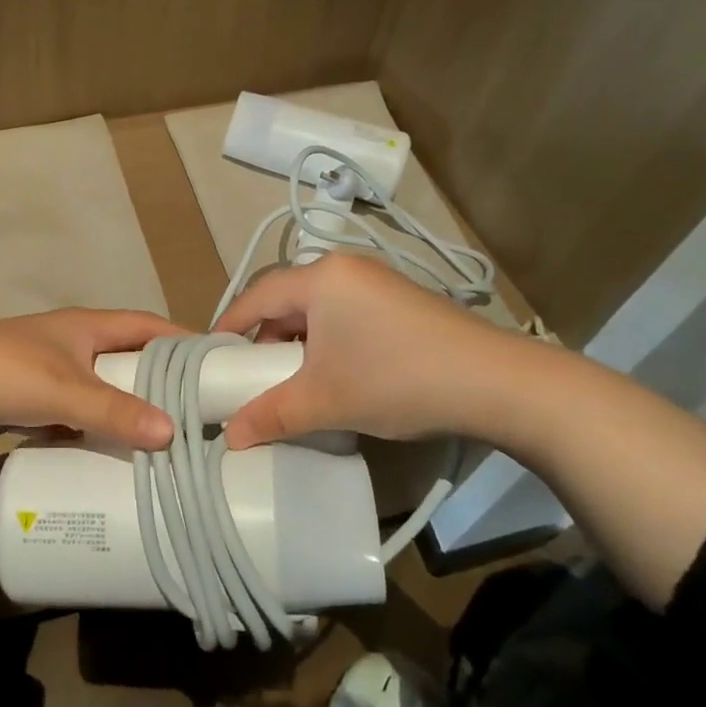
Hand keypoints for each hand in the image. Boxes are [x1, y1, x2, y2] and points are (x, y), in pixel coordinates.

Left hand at [0, 307, 182, 530]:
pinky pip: (76, 414)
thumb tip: (172, 432)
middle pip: (127, 359)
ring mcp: (50, 372)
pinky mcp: (30, 401)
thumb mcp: (64, 390)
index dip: (180, 338)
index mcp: (86, 326)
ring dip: (126, 410)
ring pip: (102, 390)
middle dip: (159, 381)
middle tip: (198, 412)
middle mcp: (73, 343)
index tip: (216, 361)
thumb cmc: (3, 372)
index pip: (146, 324)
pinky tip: (112, 455)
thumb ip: (115, 410)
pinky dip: (94, 430)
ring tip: (164, 441)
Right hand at [212, 254, 548, 450]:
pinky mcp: (399, 300)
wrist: (496, 383)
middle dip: (264, 336)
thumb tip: (230, 438)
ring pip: (317, 308)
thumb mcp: (326, 400)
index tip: (210, 355)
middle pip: (286, 299)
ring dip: (297, 341)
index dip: (229, 325)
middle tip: (249, 373)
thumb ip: (272, 414)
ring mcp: (376, 281)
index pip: (257, 296)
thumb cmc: (396, 379)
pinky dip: (327, 339)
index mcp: (320, 278)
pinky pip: (344, 313)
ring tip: (290, 378)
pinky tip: (334, 371)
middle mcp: (345, 268)